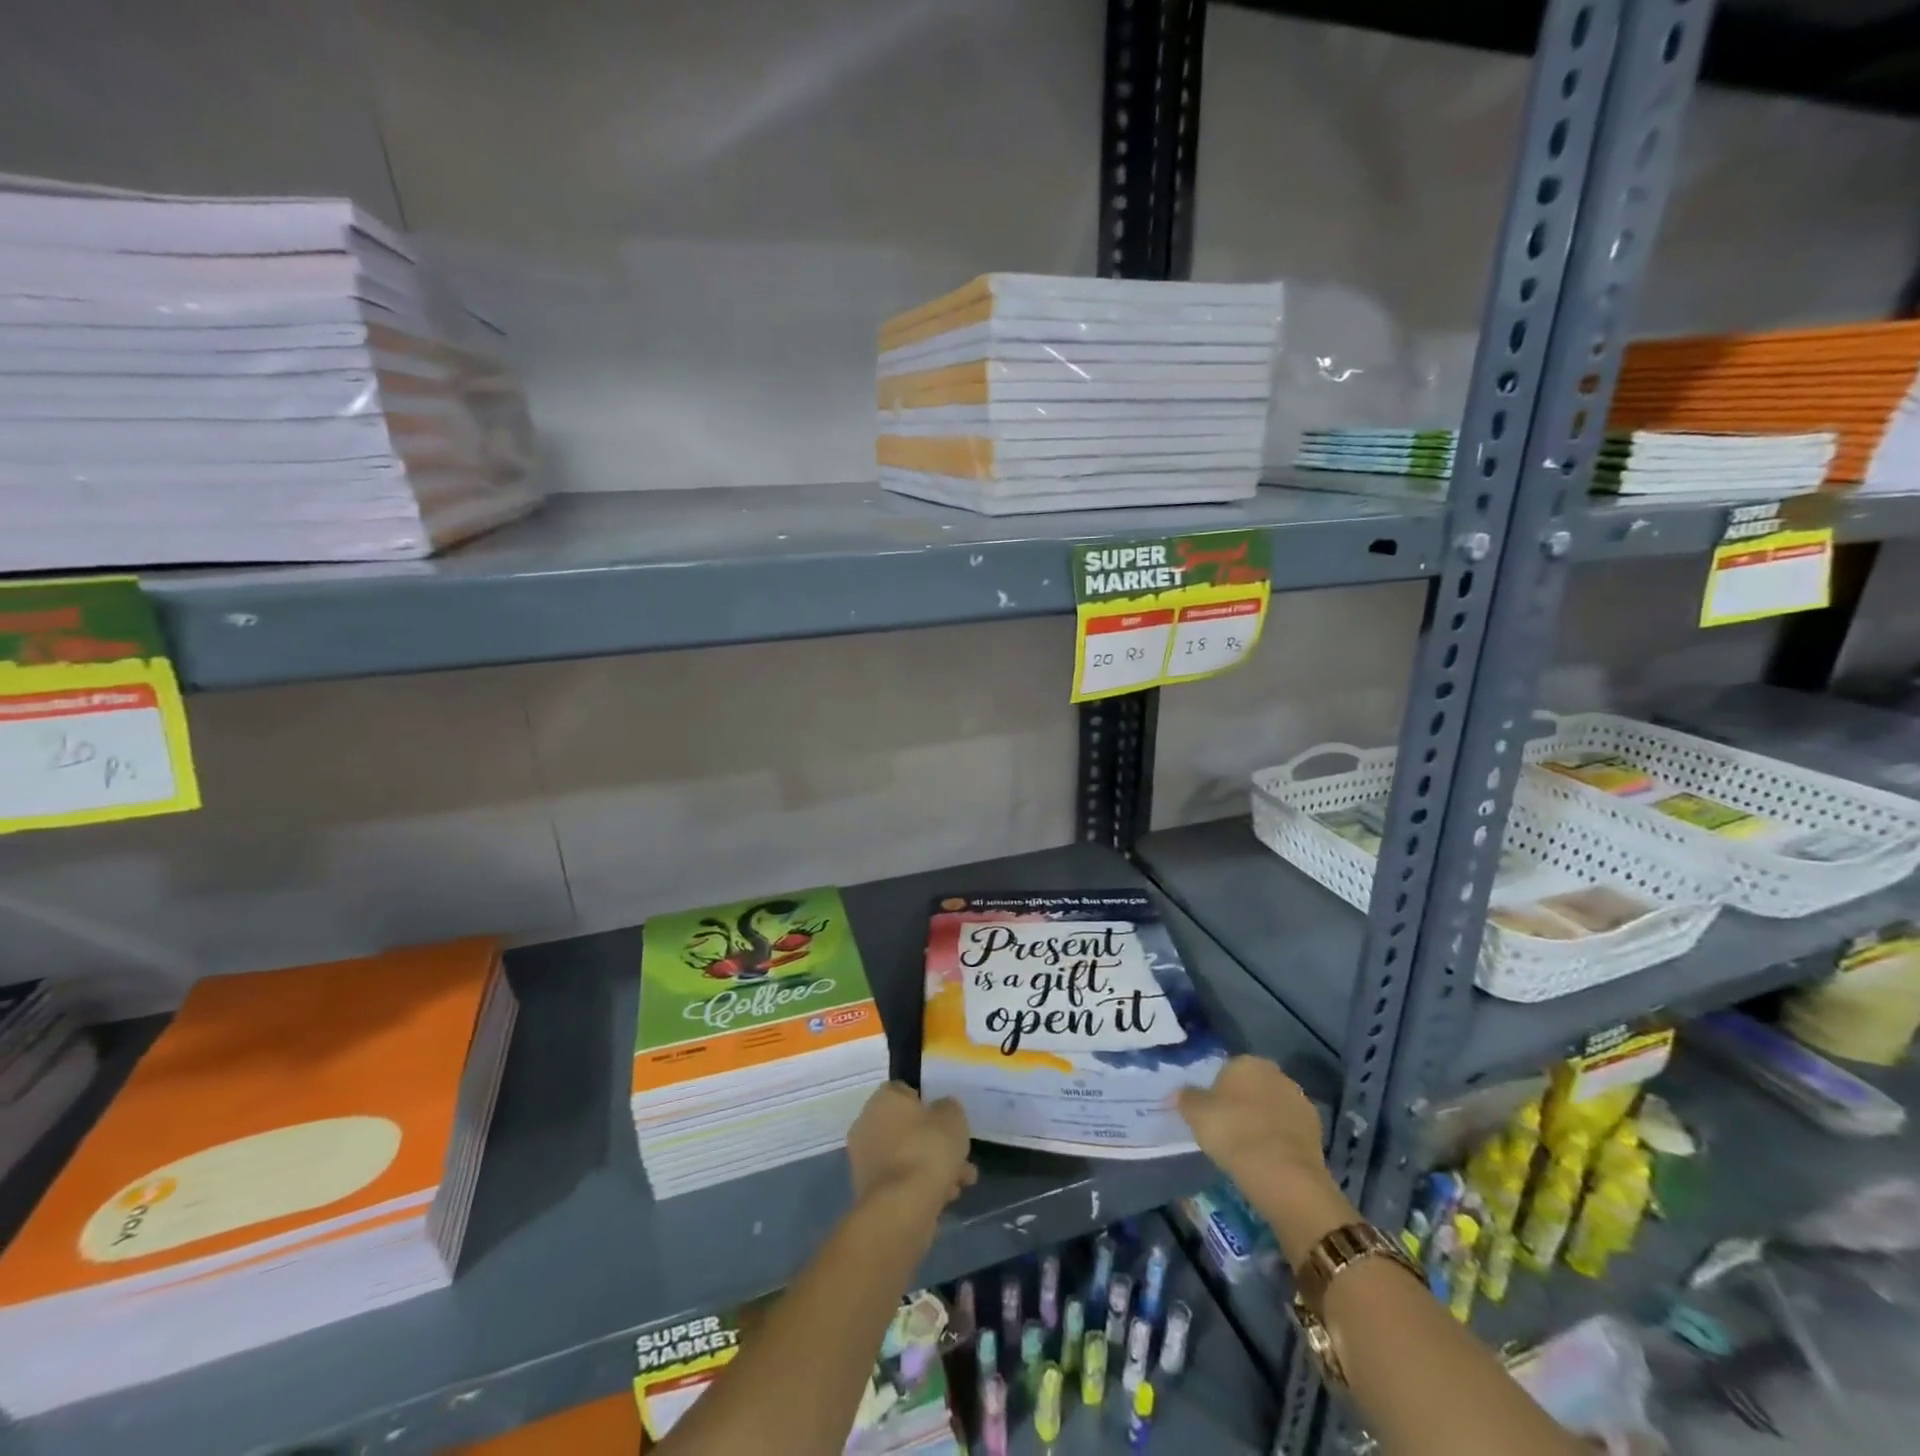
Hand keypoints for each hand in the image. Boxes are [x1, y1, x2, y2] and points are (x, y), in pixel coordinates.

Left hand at [847, 1082, 976, 1212]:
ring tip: (961, 1183)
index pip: (906, 1091)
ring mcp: (865, 1160)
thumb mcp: (952, 1117)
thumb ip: (948, 1108)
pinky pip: (901, 1180)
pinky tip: (946, 1198)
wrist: (902, 1207)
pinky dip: (921, 1186)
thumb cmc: (927, 1149)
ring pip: (907, 1156)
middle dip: (935, 1142)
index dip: (929, 1104)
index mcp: (883, 1099)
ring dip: (932, 1166)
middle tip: (959, 1155)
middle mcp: (867, 1124)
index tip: (947, 1120)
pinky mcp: (869, 1192)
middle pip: (907, 1127)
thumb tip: (942, 1110)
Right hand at [1179, 1057, 1356, 1265]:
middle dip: (1243, 1103)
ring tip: (1249, 1148)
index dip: (1217, 1091)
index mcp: (1247, 1062)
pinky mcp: (1317, 1130)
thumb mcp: (1196, 1114)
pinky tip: (1269, 1159)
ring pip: (1273, 1107)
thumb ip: (1185, 1099)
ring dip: (1264, 1121)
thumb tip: (1178, 1094)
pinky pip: (1289, 1130)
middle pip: (1253, 1086)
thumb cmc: (1233, 1132)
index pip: (1228, 1070)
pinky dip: (1280, 1140)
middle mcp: (1276, 1074)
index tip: (1211, 1114)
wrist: (1283, 1174)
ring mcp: (1300, 1101)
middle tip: (1229, 1129)